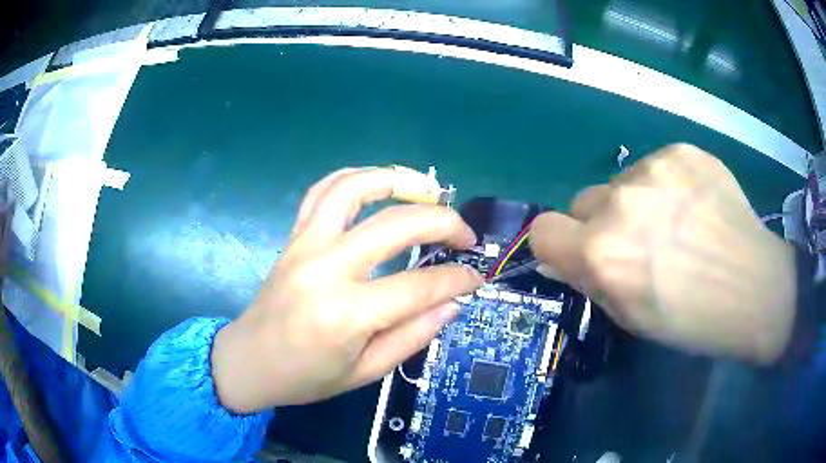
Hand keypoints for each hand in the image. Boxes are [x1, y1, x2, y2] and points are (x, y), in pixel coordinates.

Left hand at [211, 168, 482, 412]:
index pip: (420, 285)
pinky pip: (321, 192)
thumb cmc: (306, 378)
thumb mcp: (366, 372)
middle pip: (397, 224)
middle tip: (465, 235)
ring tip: (429, 190)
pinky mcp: (293, 237)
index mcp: (346, 314)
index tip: (476, 278)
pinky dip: (353, 178)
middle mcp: (325, 268)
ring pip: (353, 189)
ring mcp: (305, 245)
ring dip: (397, 180)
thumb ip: (413, 335)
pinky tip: (377, 184)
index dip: (457, 279)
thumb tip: (453, 301)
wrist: (249, 361)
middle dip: (444, 222)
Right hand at [529, 144, 796, 363]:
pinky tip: (693, 207)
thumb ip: (590, 281)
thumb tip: (560, 257)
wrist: (755, 288)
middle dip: (600, 224)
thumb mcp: (631, 317)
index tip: (580, 254)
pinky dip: (665, 187)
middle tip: (638, 244)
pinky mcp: (681, 151)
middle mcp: (620, 204)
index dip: (557, 244)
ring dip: (634, 203)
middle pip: (582, 201)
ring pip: (620, 183)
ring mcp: (654, 170)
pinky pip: (655, 167)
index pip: (542, 230)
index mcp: (602, 254)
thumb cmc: (692, 320)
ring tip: (674, 225)